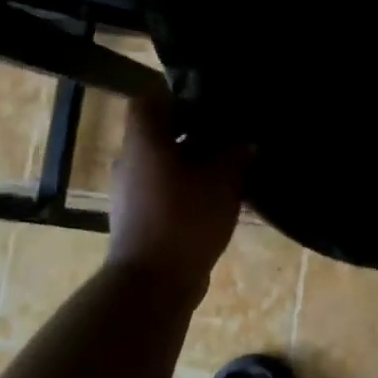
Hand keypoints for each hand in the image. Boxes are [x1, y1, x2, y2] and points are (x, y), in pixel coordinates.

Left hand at [106, 81, 250, 289]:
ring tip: (229, 166)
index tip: (208, 100)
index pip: (150, 98)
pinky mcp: (138, 218)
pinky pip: (163, 189)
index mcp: (143, 140)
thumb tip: (247, 141)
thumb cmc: (184, 218)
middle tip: (229, 132)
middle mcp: (130, 160)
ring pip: (163, 162)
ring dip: (192, 161)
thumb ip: (236, 154)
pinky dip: (186, 187)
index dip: (177, 94)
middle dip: (193, 130)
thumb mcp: (222, 180)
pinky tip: (216, 197)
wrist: (153, 283)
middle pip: (159, 131)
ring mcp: (130, 192)